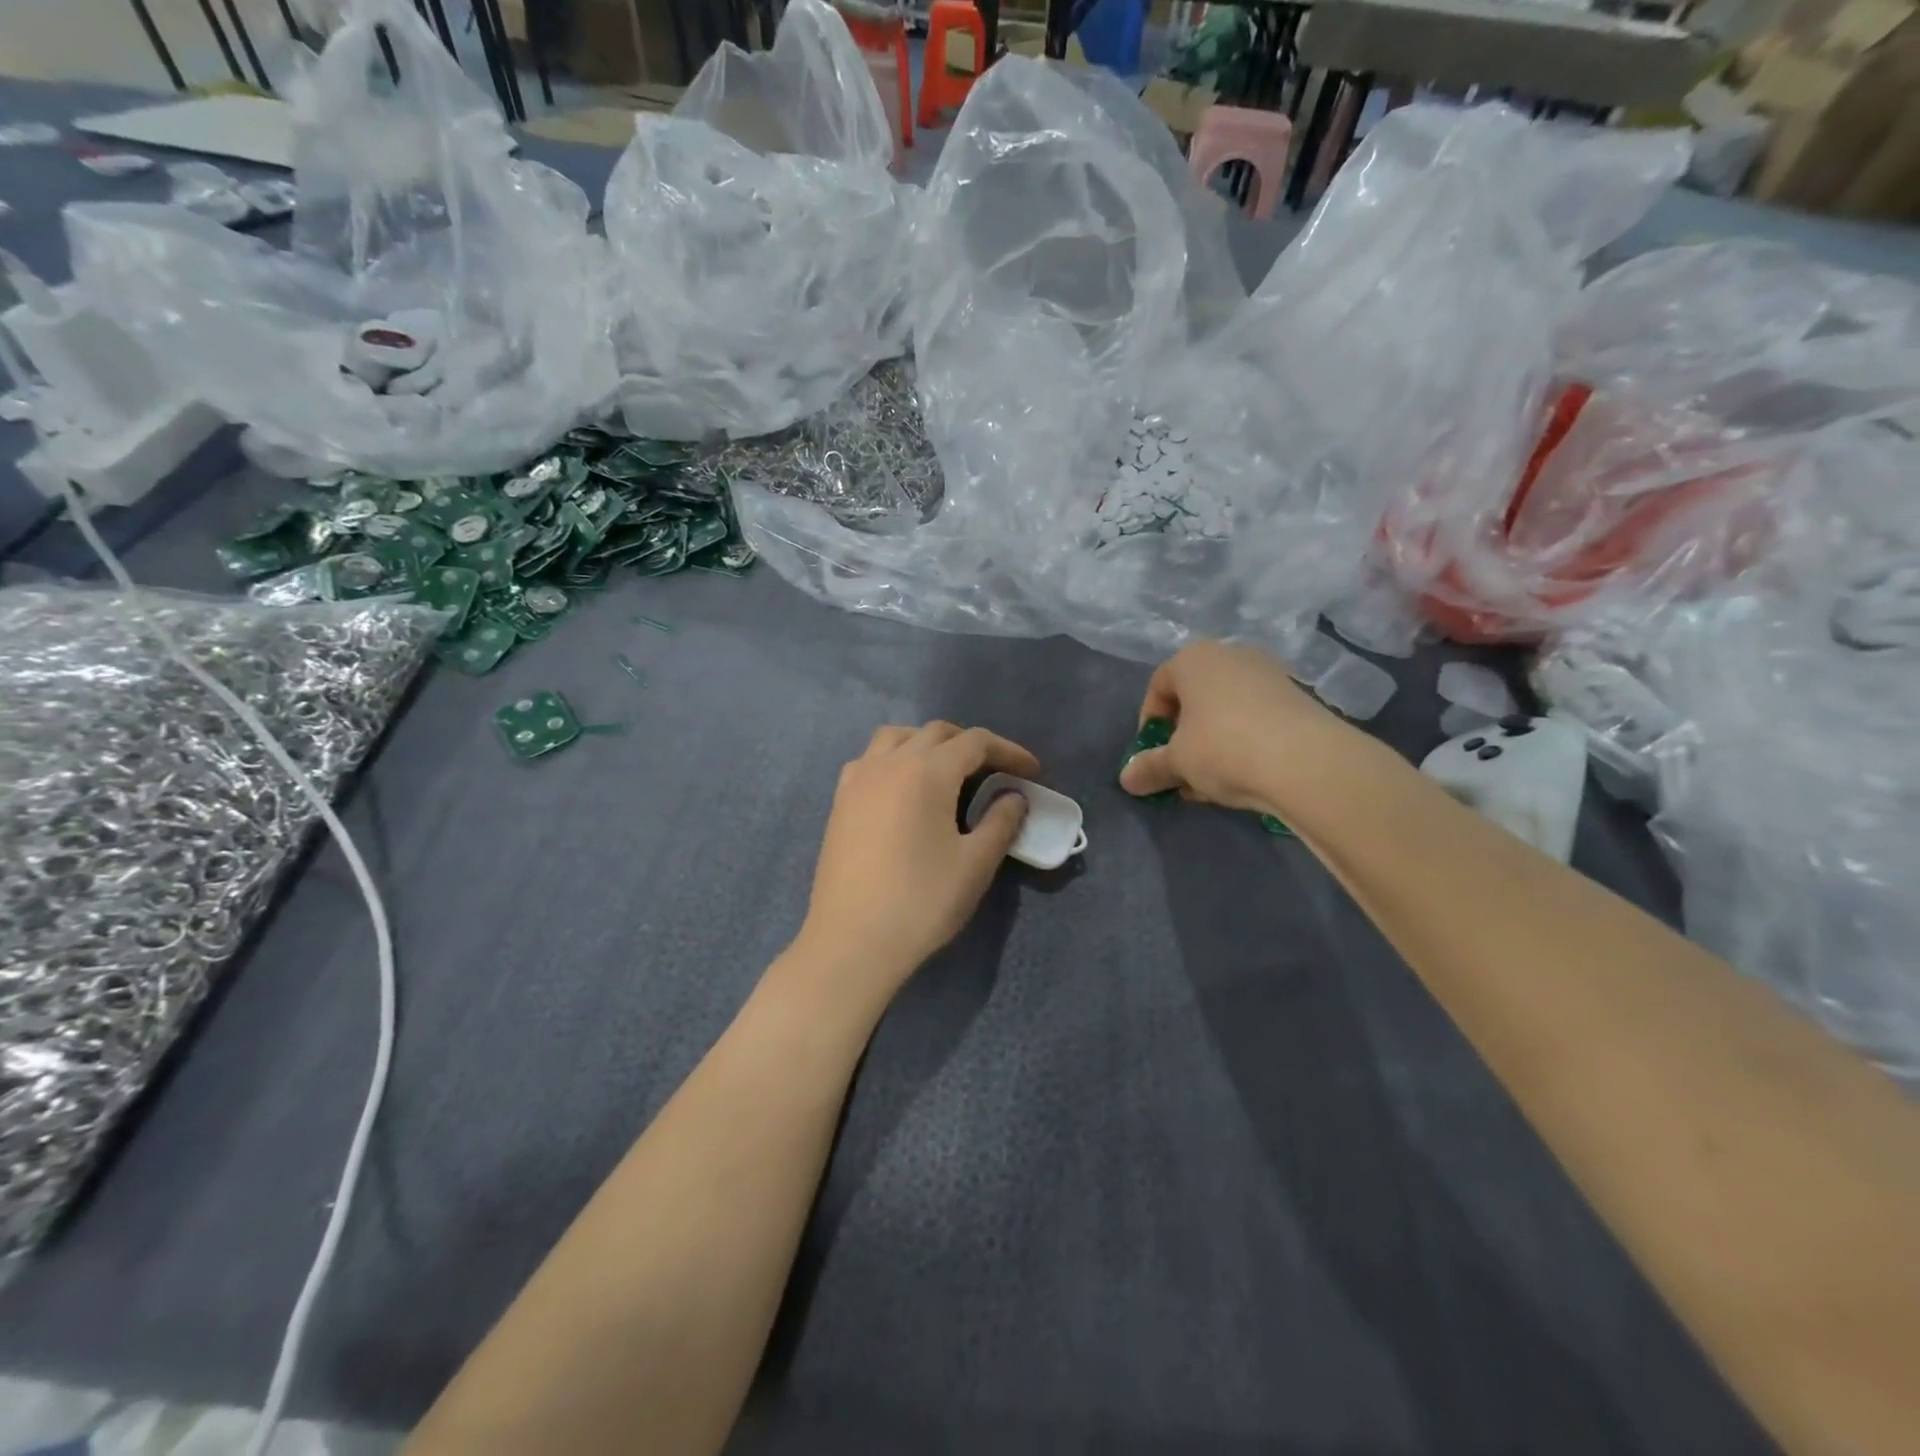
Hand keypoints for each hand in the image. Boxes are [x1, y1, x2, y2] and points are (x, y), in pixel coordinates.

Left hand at [796, 722, 1037, 997]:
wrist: (853, 941)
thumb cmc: (921, 901)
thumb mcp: (975, 864)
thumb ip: (1001, 821)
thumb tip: (1013, 797)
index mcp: (926, 771)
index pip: (975, 742)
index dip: (1009, 751)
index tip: (1032, 772)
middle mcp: (889, 763)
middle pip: (936, 733)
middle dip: (971, 745)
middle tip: (997, 772)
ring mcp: (858, 780)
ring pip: (896, 738)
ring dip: (928, 744)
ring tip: (948, 771)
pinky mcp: (840, 802)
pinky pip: (870, 760)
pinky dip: (894, 759)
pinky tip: (903, 789)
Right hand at [1119, 640, 1353, 812]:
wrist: (1306, 761)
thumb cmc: (1223, 748)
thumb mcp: (1177, 762)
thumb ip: (1149, 768)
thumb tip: (1126, 779)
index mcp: (1193, 659)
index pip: (1159, 685)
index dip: (1150, 722)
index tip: (1153, 753)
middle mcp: (1231, 655)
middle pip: (1195, 695)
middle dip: (1183, 734)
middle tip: (1181, 768)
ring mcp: (1268, 673)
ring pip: (1226, 708)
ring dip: (1212, 741)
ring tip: (1210, 780)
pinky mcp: (1297, 696)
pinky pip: (1256, 717)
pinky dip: (1243, 740)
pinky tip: (1244, 774)